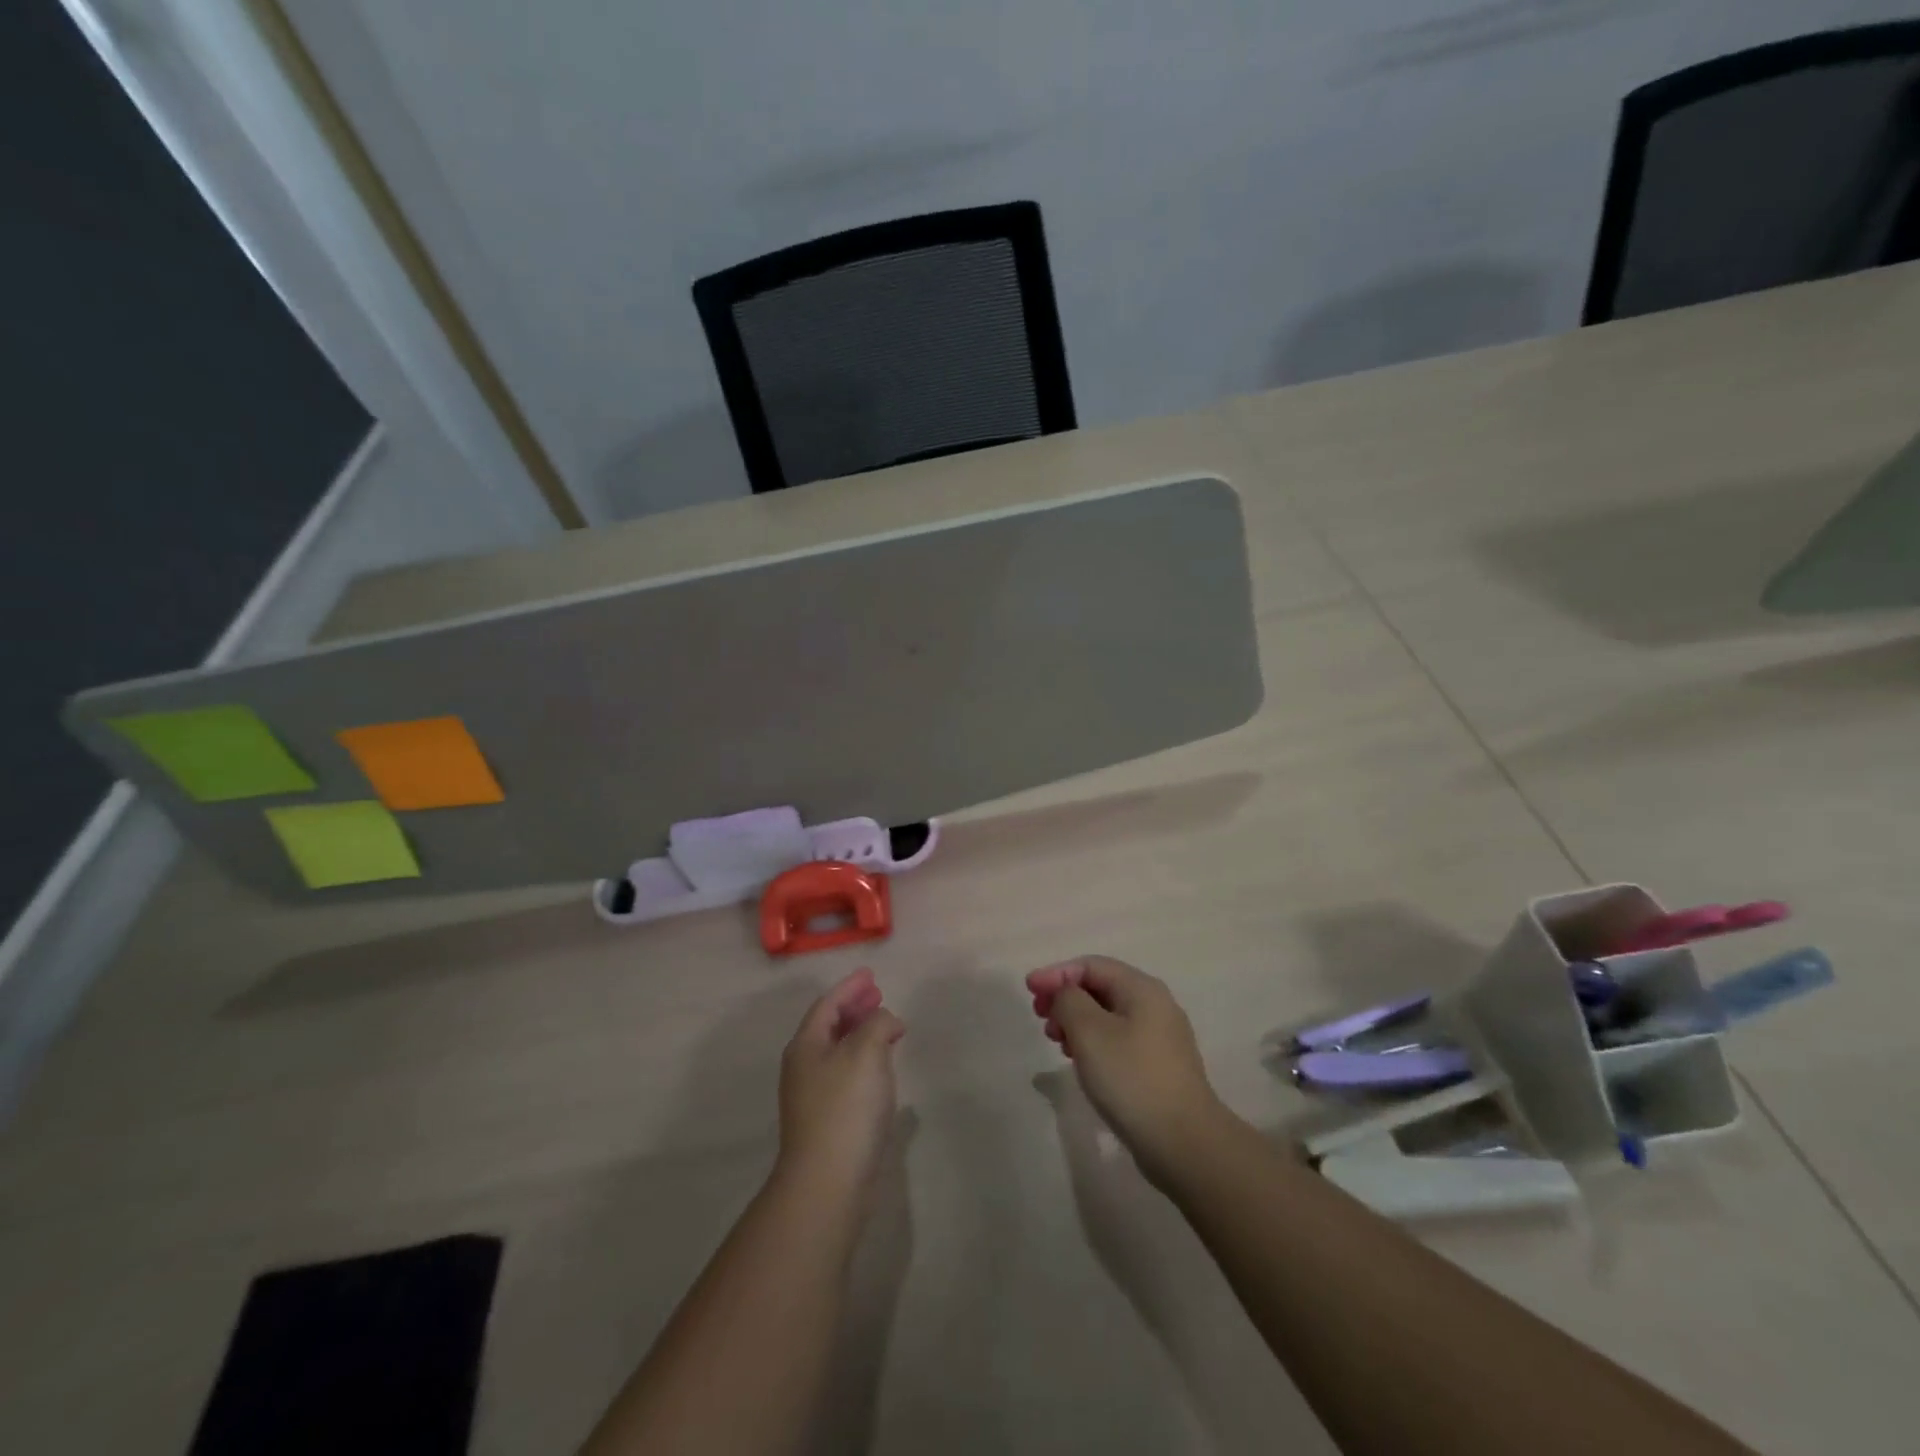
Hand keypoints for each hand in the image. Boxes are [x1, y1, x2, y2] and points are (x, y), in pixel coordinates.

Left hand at [777, 968, 905, 1198]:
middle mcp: (804, 1066)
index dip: (850, 987)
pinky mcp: (827, 1120)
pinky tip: (883, 1068)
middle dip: (854, 1008)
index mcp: (806, 1045)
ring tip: (886, 1026)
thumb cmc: (846, 1107)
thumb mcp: (866, 1052)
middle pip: (830, 1026)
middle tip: (879, 995)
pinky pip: (846, 1074)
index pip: (828, 1004)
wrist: (828, 1182)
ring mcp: (813, 1096)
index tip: (870, 974)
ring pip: (838, 1051)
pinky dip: (864, 1060)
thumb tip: (884, 1020)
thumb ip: (877, 1023)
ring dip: (861, 1033)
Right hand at [1027, 956, 1226, 1182]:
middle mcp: (1155, 1005)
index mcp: (1142, 989)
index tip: (1028, 990)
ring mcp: (1161, 1037)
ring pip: (1108, 1016)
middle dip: (1065, 997)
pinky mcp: (1159, 1066)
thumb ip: (1069, 1000)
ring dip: (1077, 1021)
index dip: (1056, 973)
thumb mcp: (1090, 1031)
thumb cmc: (1131, 1078)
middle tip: (1040, 1017)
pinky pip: (1119, 1040)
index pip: (1091, 965)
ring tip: (1056, 1041)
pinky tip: (1080, 1061)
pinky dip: (1093, 1042)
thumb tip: (1066, 994)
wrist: (1184, 1143)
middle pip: (1101, 988)